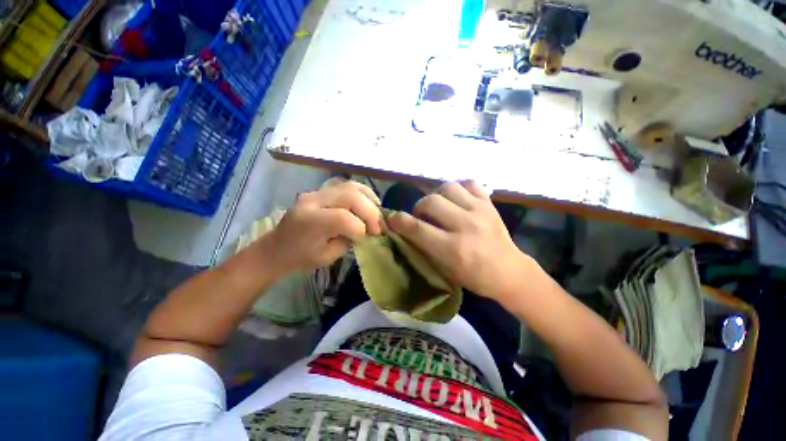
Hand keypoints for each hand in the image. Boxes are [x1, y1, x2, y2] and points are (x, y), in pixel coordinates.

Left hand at [267, 181, 382, 272]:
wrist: (277, 247)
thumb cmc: (300, 257)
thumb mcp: (327, 258)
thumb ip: (349, 241)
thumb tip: (366, 230)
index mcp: (310, 222)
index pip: (343, 219)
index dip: (360, 229)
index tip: (367, 239)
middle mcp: (313, 201)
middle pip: (351, 196)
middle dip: (370, 212)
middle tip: (377, 228)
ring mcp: (316, 192)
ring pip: (351, 186)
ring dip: (369, 200)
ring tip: (376, 215)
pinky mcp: (321, 190)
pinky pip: (347, 186)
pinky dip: (362, 194)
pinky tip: (369, 204)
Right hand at [388, 181, 531, 303]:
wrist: (509, 271)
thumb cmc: (474, 276)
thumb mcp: (444, 270)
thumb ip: (424, 247)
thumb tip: (406, 229)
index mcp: (453, 249)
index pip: (417, 228)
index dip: (399, 221)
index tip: (392, 218)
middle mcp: (465, 225)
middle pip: (430, 202)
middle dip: (418, 207)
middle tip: (421, 216)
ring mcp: (480, 211)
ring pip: (448, 187)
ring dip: (437, 196)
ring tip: (439, 206)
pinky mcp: (489, 203)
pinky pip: (469, 183)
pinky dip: (458, 188)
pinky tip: (457, 199)